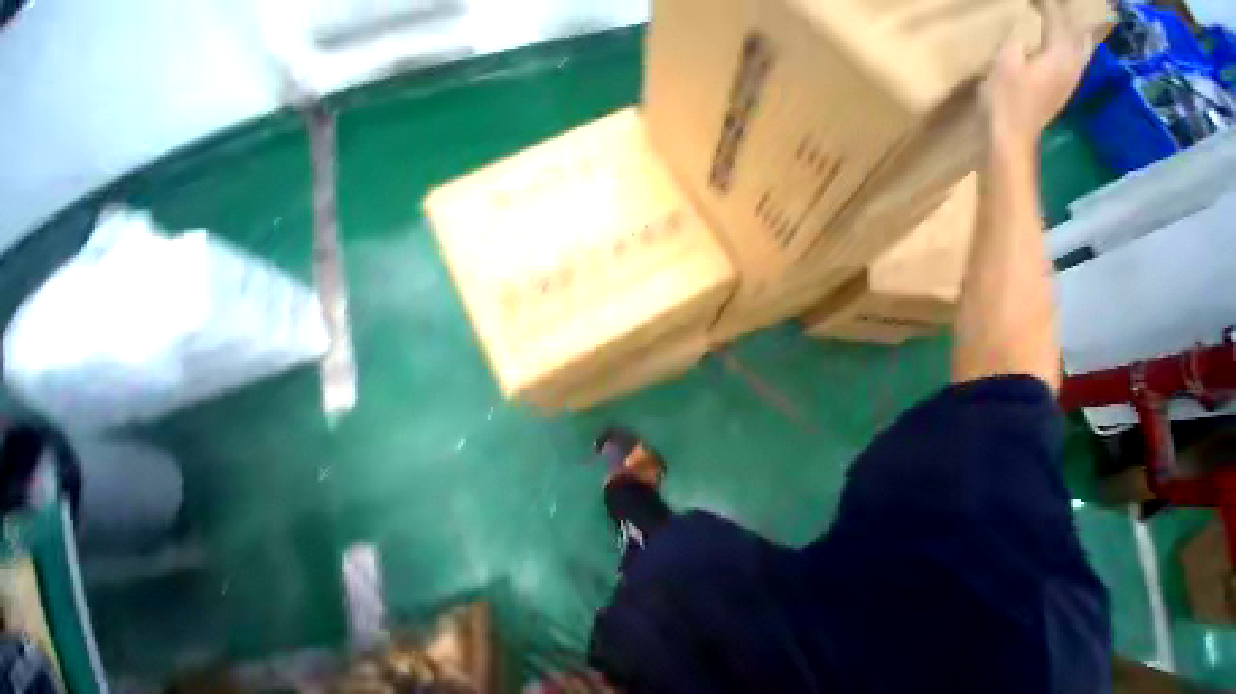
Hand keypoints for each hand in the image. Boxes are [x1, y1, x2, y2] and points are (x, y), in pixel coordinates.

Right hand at [983, 0, 1095, 155]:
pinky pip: (1079, 58)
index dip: (1046, 5)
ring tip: (1070, 20)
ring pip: (1084, 43)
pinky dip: (1076, 46)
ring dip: (1078, 28)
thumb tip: (1022, 27)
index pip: (1057, 16)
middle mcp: (1074, 59)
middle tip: (1057, 7)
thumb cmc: (1006, 104)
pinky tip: (1072, 46)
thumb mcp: (1004, 66)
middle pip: (1079, 27)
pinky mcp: (1066, 89)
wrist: (1011, 140)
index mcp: (1061, 50)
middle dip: (1069, 13)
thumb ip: (1017, 41)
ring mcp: (1073, 77)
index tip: (1034, 1)